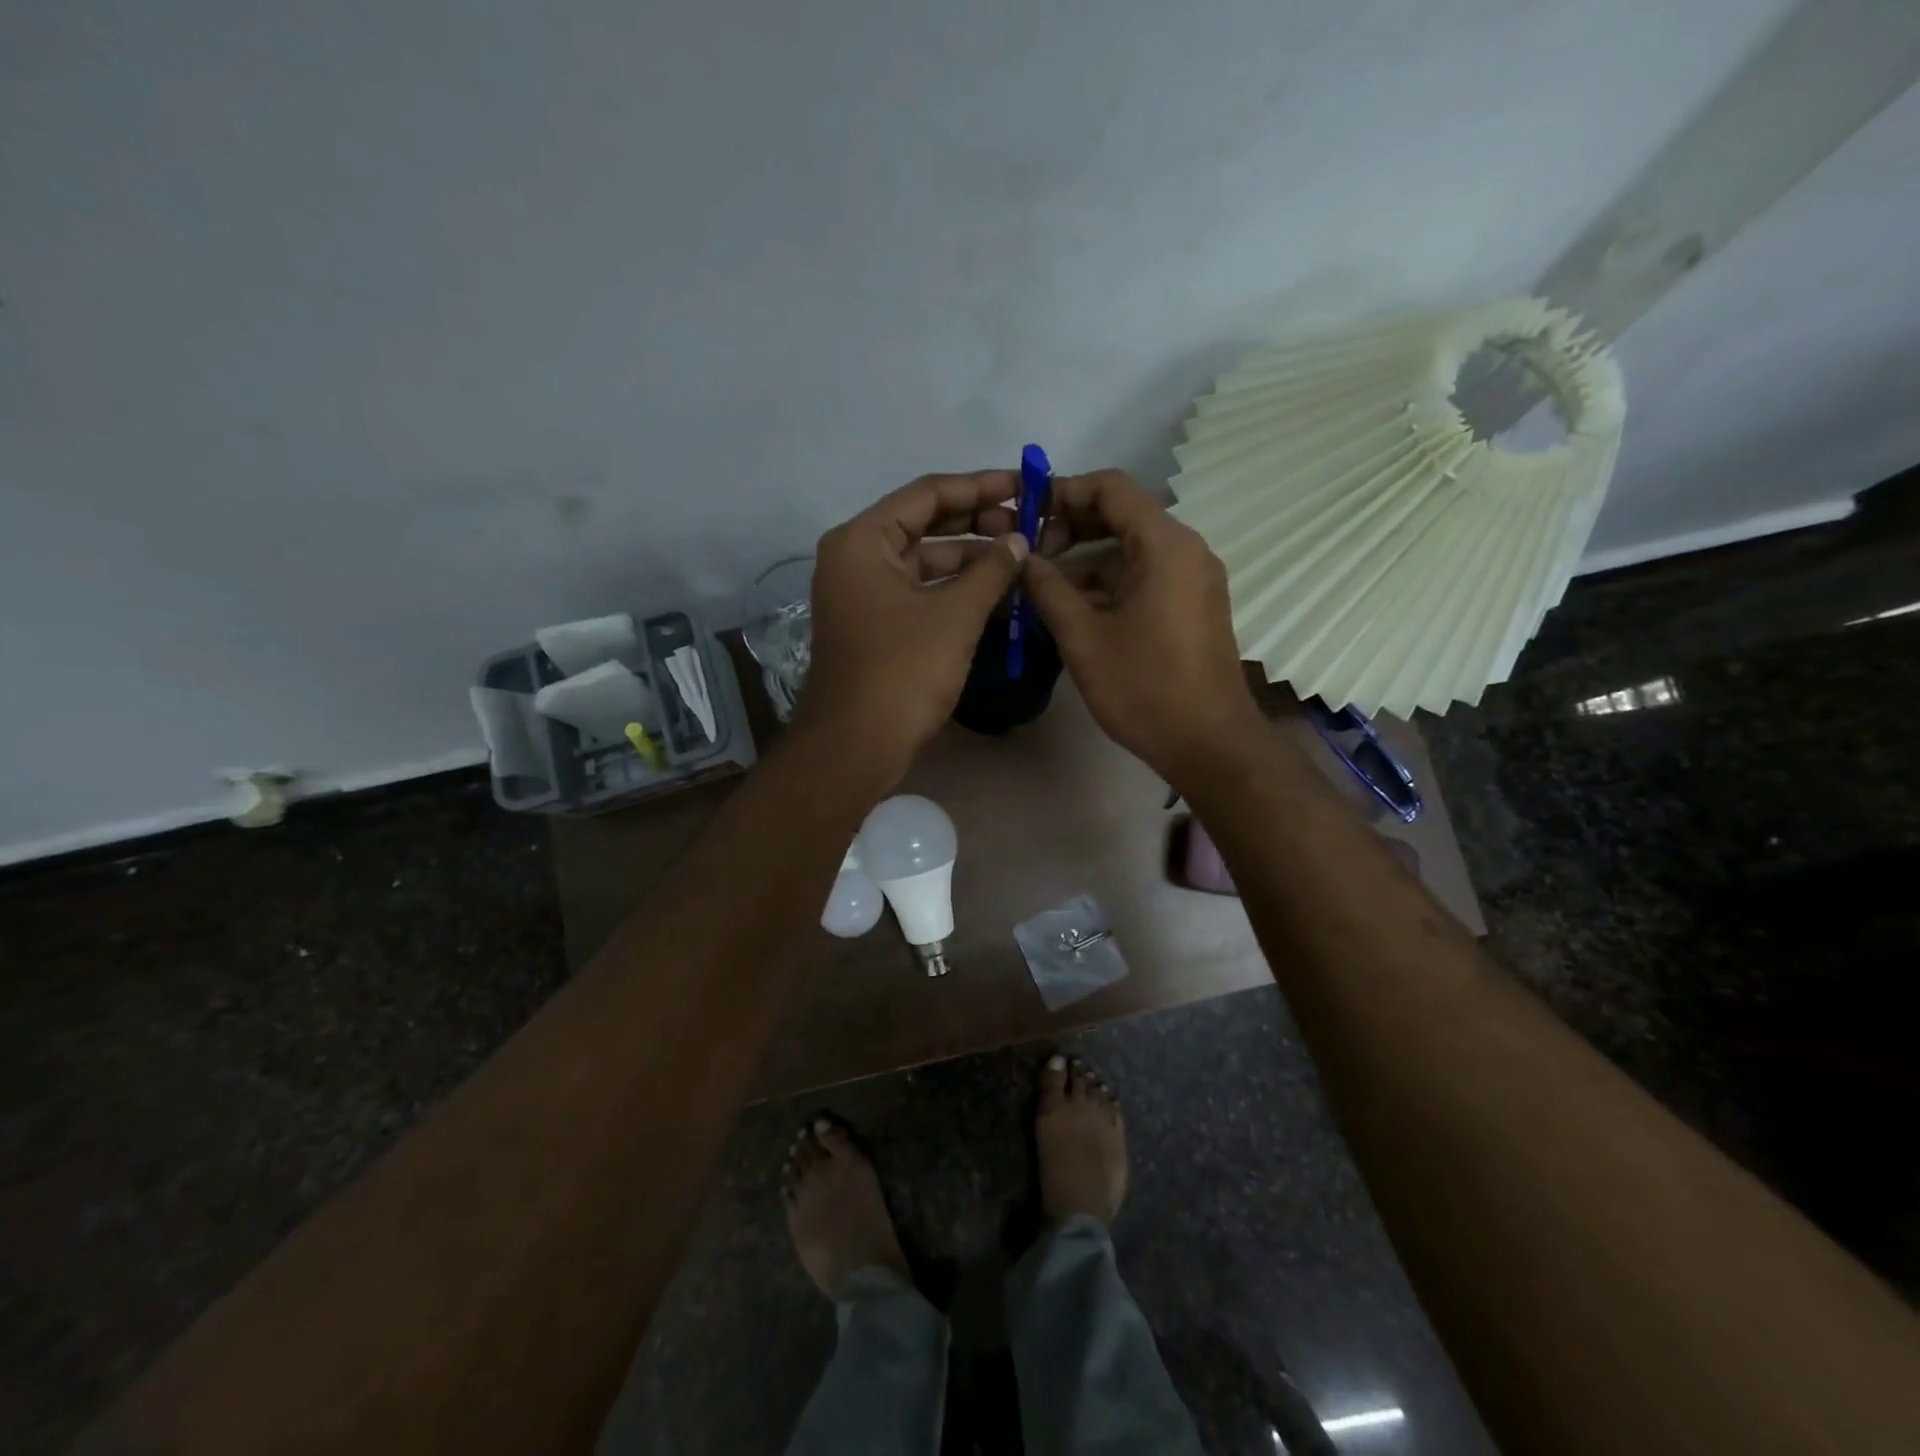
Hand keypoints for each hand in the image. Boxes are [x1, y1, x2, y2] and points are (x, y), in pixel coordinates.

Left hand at [797, 471, 1028, 782]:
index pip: (927, 495)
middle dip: (977, 524)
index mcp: (862, 541)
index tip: (1024, 486)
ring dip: (970, 561)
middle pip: (924, 525)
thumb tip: (1019, 540)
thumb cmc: (903, 672)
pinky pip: (919, 593)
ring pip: (924, 562)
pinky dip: (954, 591)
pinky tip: (996, 594)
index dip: (980, 487)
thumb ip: (992, 570)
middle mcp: (856, 558)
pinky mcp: (875, 625)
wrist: (856, 746)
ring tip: (1020, 560)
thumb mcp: (955, 615)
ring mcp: (863, 594)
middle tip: (1027, 525)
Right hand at [1021, 469, 1264, 785]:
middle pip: (1121, 516)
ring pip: (1130, 551)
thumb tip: (1020, 558)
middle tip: (1027, 554)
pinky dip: (1107, 584)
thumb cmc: (1144, 688)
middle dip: (1070, 528)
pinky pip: (1144, 577)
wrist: (1208, 743)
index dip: (1062, 492)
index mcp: (1164, 545)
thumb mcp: (1083, 637)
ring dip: (1085, 562)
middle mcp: (1185, 549)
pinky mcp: (1191, 605)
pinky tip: (1070, 608)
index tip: (1024, 514)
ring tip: (1038, 586)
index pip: (1110, 488)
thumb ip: (1047, 589)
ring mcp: (1192, 578)